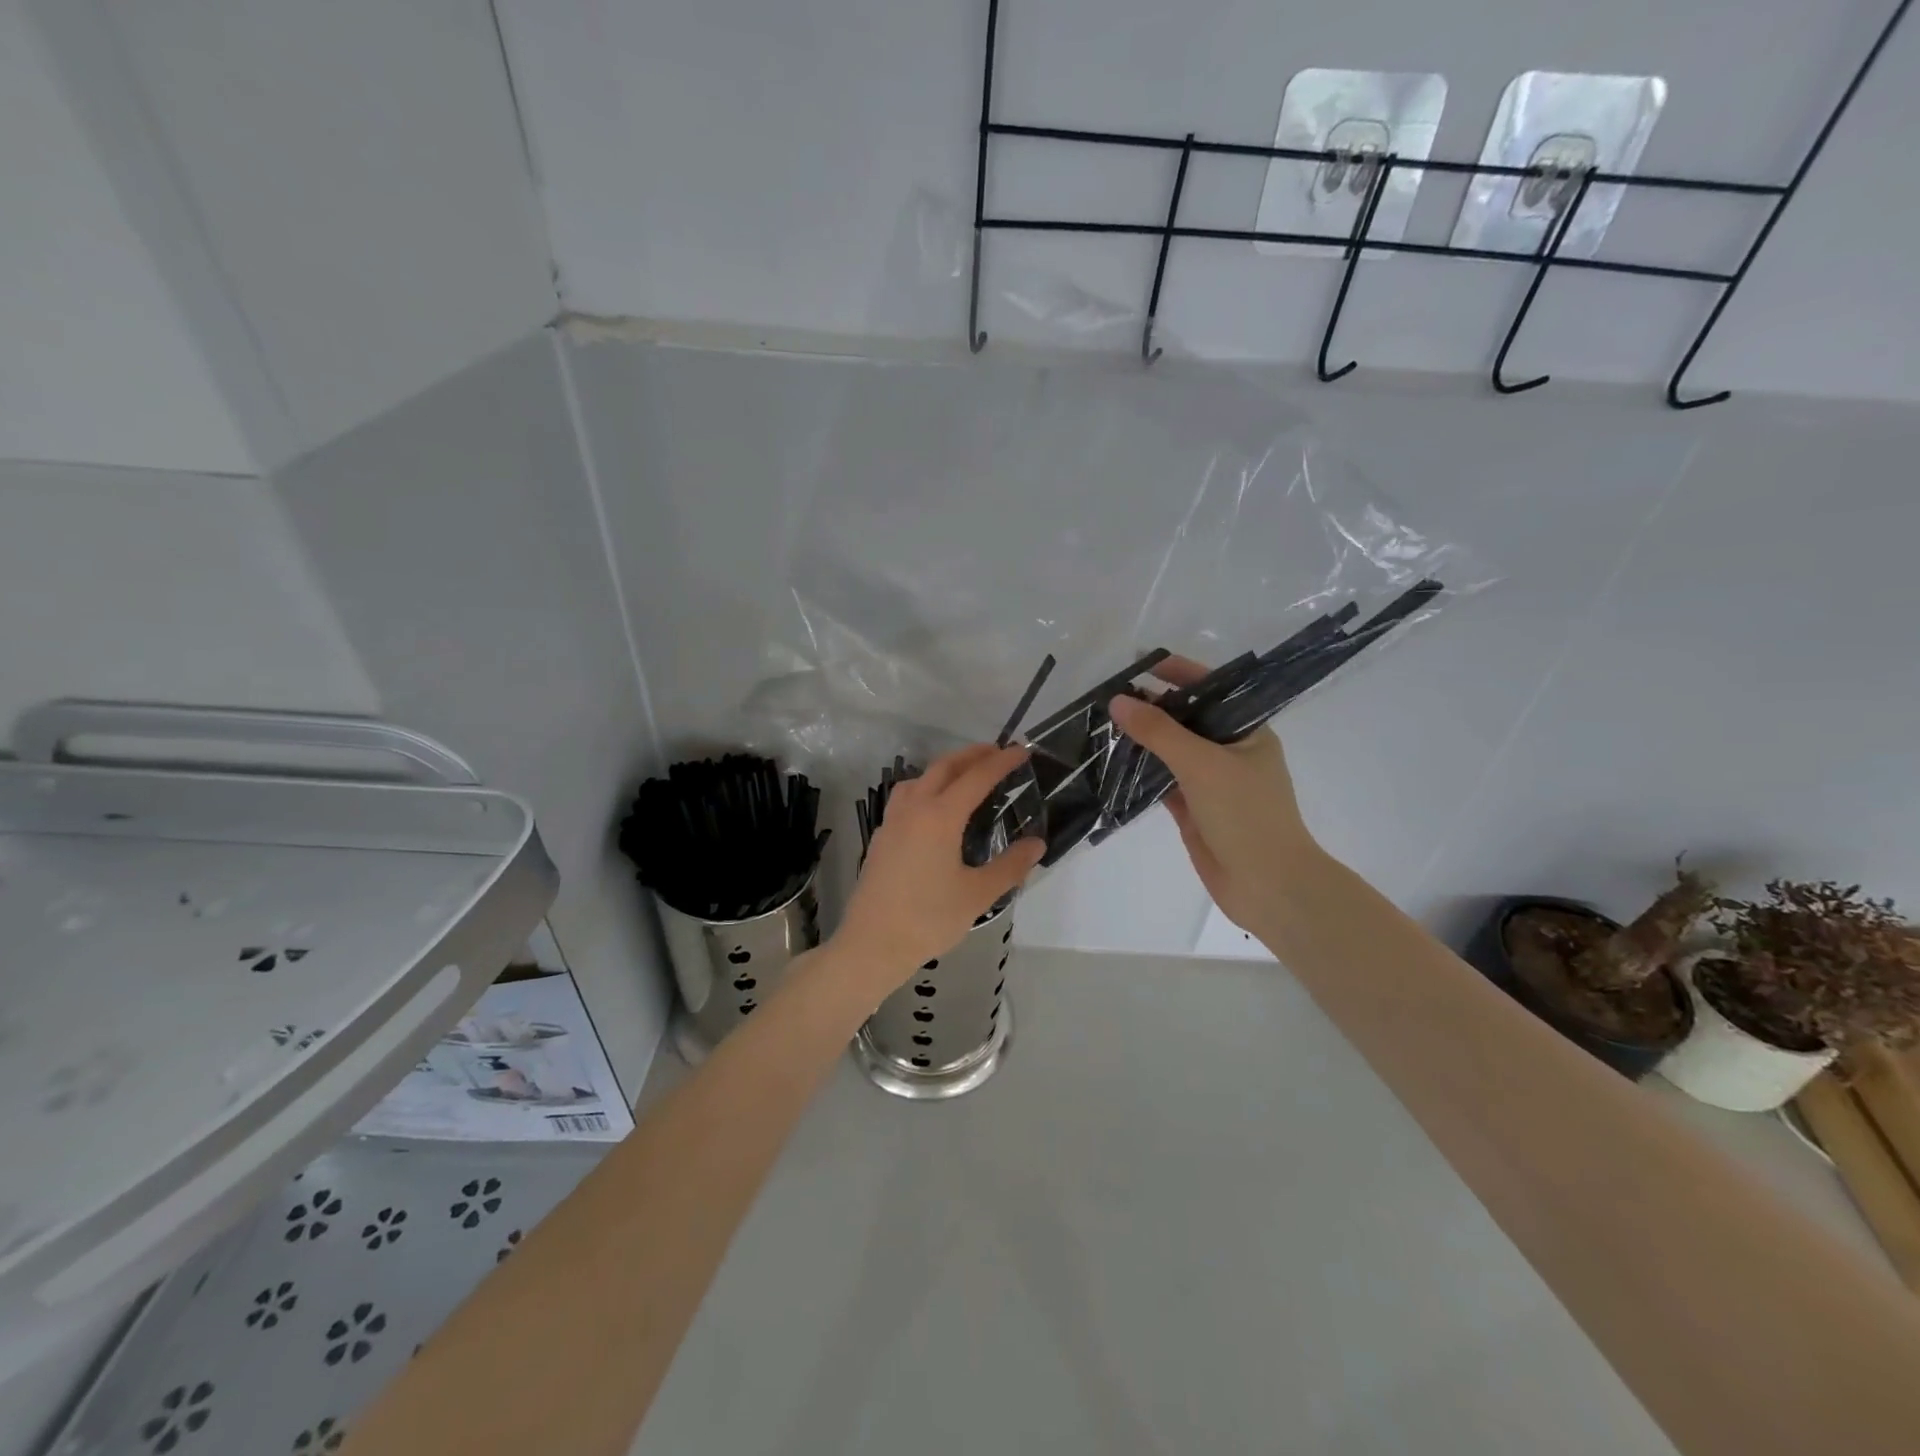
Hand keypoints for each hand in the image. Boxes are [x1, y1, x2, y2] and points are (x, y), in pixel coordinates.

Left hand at [831, 743, 1045, 991]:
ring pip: (919, 779)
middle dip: (972, 755)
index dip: (1002, 761)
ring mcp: (892, 821)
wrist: (872, 944)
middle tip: (997, 753)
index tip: (1022, 751)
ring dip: (945, 768)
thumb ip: (1010, 866)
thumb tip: (1037, 843)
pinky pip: (905, 797)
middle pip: (944, 768)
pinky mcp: (881, 836)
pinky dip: (926, 787)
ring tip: (965, 775)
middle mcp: (914, 808)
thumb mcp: (978, 895)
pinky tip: (933, 808)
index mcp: (940, 817)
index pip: (977, 777)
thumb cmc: (928, 919)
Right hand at [1108, 659, 1323, 934]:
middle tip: (1109, 693)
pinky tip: (1111, 760)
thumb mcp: (1202, 764)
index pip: (1211, 688)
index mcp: (1247, 729)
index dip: (1177, 672)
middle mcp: (1230, 749)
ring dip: (1142, 738)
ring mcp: (1210, 780)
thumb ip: (1159, 731)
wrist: (1268, 885)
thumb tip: (1117, 700)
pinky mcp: (1193, 807)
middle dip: (1152, 705)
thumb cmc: (1246, 814)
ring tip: (1102, 722)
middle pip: (1186, 718)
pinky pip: (1162, 779)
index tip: (1139, 663)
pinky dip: (1140, 770)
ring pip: (1171, 750)